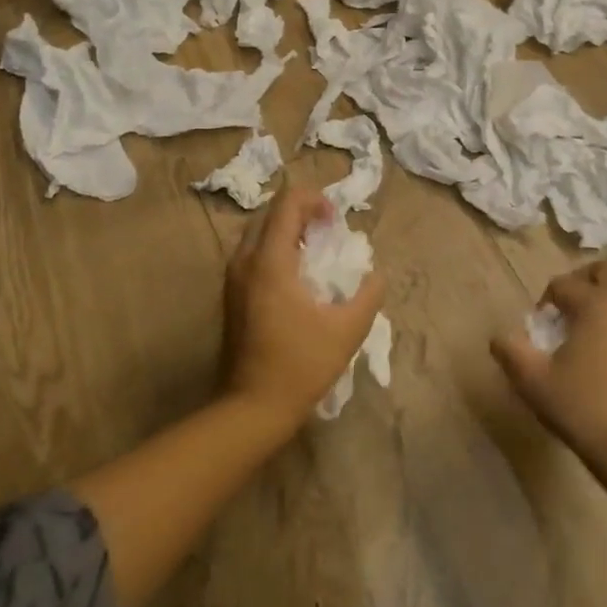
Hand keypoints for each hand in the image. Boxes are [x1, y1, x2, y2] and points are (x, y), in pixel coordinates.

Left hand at [222, 187, 385, 432]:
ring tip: (314, 252)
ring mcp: (232, 278)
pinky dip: (276, 249)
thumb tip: (375, 275)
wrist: (252, 407)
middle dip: (302, 213)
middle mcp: (245, 260)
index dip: (316, 200)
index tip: (336, 223)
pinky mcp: (230, 294)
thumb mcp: (348, 330)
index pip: (288, 202)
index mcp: (271, 261)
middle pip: (270, 212)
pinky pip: (252, 253)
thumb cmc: (301, 365)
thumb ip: (369, 294)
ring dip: (288, 230)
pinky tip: (297, 277)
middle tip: (328, 234)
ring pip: (258, 232)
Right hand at [492, 259, 606, 485]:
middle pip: (606, 270)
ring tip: (576, 333)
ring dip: (599, 300)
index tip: (537, 332)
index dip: (544, 303)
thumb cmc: (583, 407)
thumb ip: (511, 352)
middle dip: (581, 280)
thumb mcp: (533, 381)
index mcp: (596, 304)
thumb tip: (500, 338)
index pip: (563, 284)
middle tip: (563, 308)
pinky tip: (595, 354)